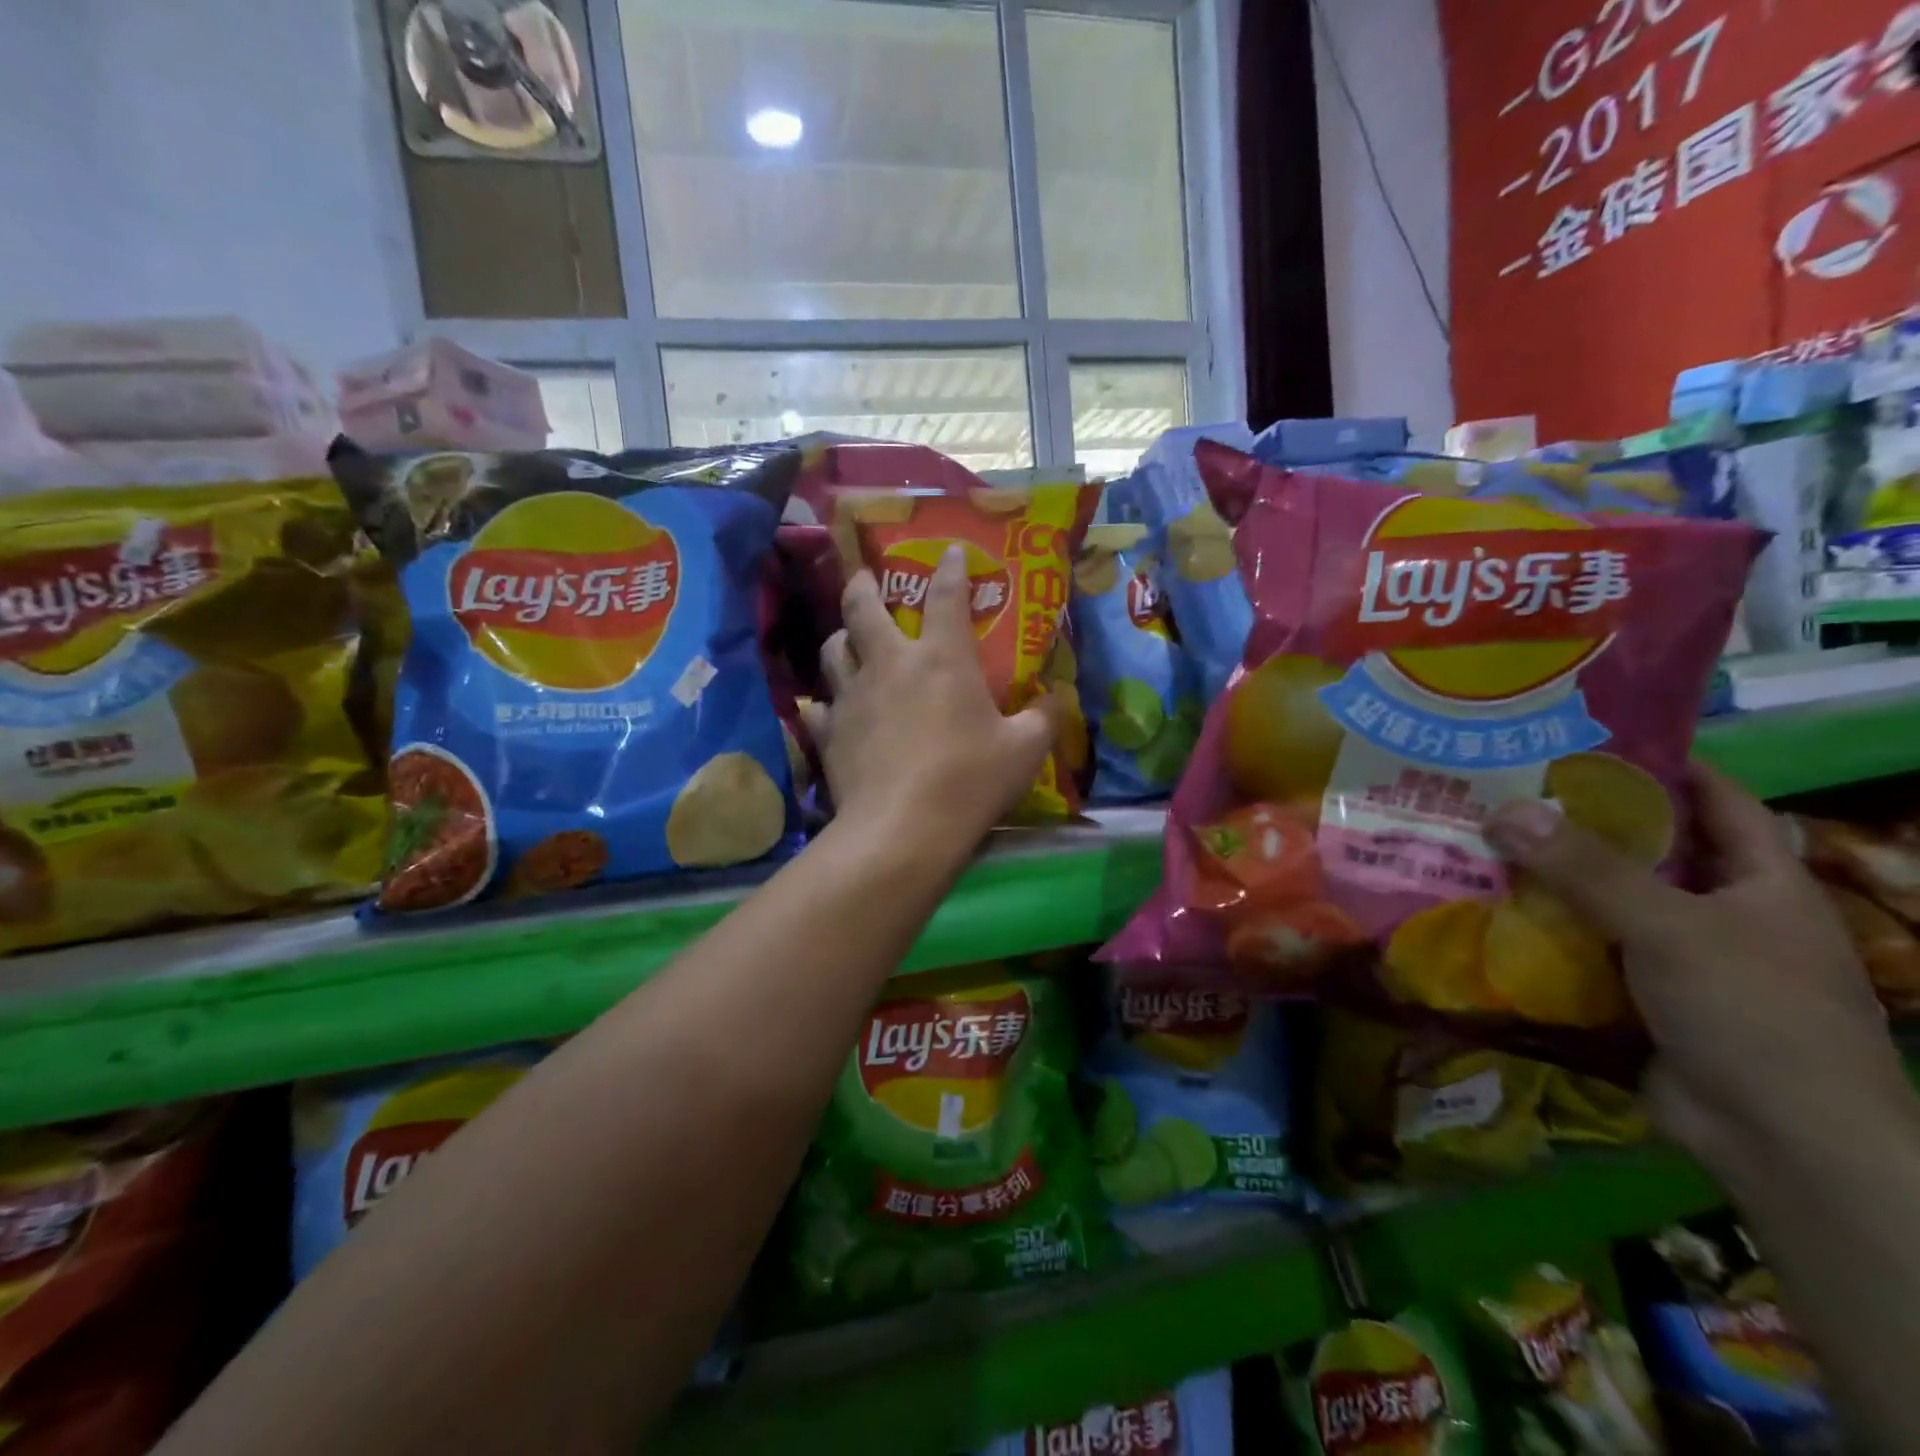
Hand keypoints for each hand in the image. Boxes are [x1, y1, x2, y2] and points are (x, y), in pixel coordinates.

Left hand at [800, 546, 1061, 854]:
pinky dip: (825, 702)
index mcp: (942, 658)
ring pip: (833, 650)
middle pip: (863, 608)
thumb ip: (1044, 718)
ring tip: (846, 639)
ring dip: (840, 637)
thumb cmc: (970, 780)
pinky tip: (829, 708)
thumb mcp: (1025, 750)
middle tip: (865, 578)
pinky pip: (819, 707)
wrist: (903, 828)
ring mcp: (852, 696)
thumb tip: (1057, 699)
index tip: (949, 550)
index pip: (946, 597)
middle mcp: (890, 664)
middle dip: (864, 585)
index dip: (950, 568)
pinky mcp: (828, 731)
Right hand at [1486, 762, 1906, 1165]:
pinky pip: (1582, 947)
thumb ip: (1586, 869)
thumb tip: (1503, 808)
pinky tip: (1485, 910)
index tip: (1586, 738)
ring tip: (1476, 840)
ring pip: (1603, 901)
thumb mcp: (1672, 928)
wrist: (1784, 1146)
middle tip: (1501, 788)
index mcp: (1761, 882)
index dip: (1663, 763)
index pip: (1716, 799)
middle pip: (1644, 849)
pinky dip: (1539, 930)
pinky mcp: (1639, 996)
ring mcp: (1678, 957)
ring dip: (1546, 878)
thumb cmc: (1756, 1016)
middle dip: (1576, 822)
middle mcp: (1721, 912)